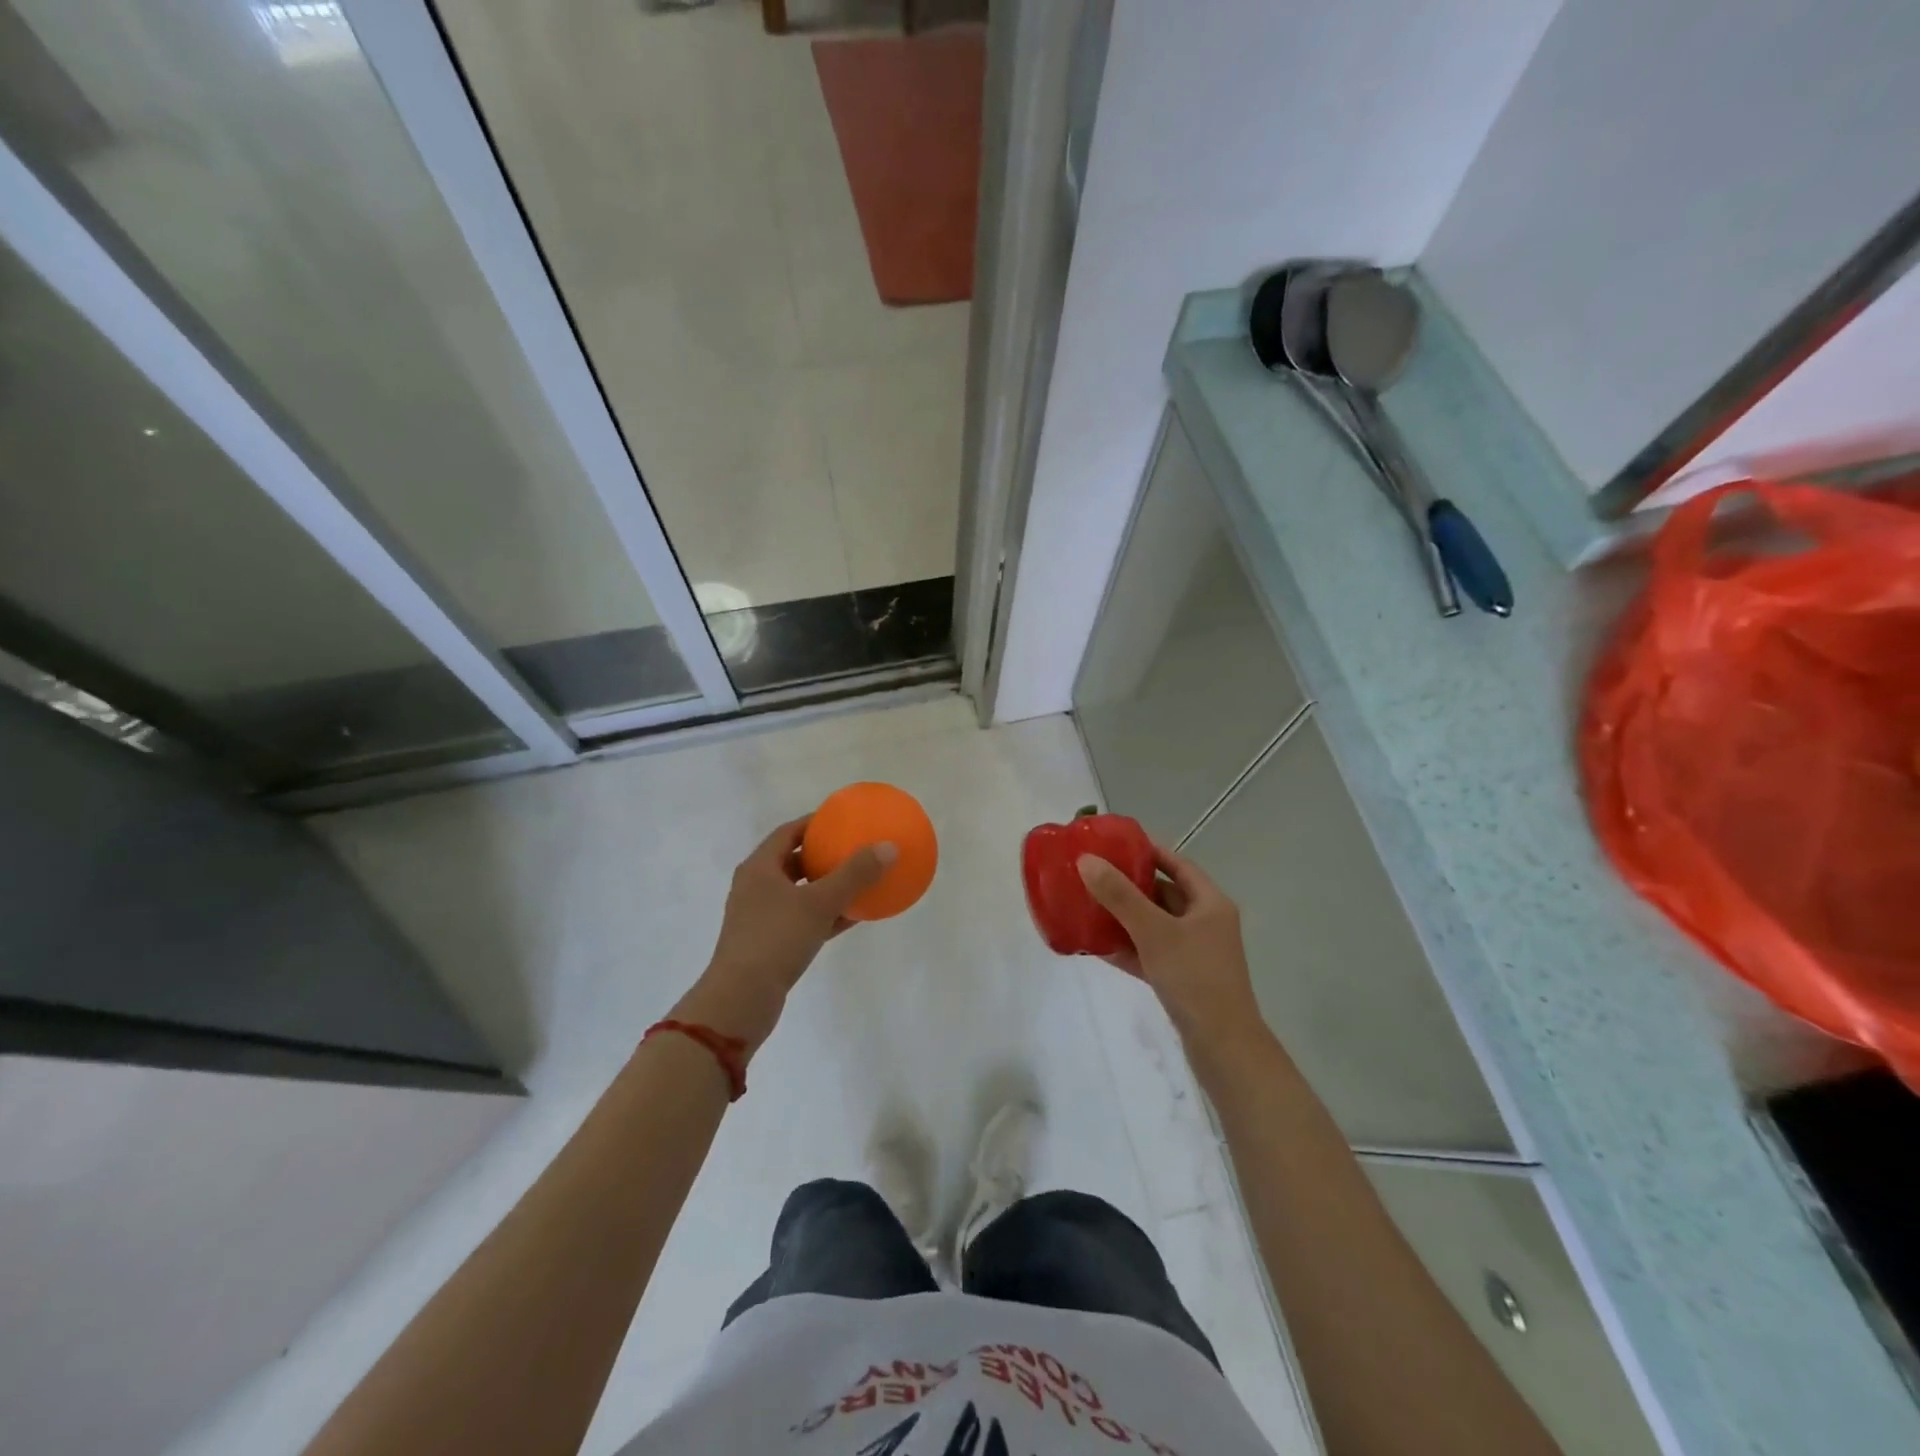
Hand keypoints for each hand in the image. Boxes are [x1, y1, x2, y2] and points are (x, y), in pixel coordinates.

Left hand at [678, 817, 894, 1052]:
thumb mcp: (819, 903)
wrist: (741, 1000)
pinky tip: (855, 916)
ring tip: (860, 880)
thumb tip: (888, 846)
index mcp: (759, 868)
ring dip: (827, 887)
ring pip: (800, 893)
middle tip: (853, 848)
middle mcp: (756, 887)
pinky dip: (826, 915)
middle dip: (823, 855)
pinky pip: (804, 920)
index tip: (842, 820)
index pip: (788, 832)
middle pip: (794, 861)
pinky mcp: (770, 944)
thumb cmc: (775, 939)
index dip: (815, 823)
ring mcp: (761, 918)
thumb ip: (854, 874)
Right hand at [1078, 845, 1264, 1058]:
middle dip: (1129, 885)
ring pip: (1154, 925)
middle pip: (1163, 894)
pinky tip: (1097, 945)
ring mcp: (1194, 953)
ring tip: (1088, 905)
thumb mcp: (1154, 931)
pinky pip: (1149, 953)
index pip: (1177, 864)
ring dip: (1124, 917)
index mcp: (1210, 903)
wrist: (1222, 1046)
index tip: (1114, 844)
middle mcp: (1205, 923)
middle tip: (1094, 874)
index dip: (1148, 851)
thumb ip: (1120, 895)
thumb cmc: (1194, 977)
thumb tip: (1086, 860)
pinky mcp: (1182, 978)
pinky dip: (1127, 947)